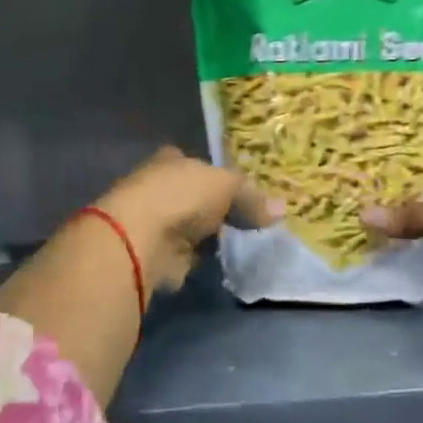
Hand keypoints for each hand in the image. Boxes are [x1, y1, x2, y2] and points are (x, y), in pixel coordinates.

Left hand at [93, 148, 280, 291]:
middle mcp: (158, 187)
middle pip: (192, 196)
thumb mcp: (226, 185)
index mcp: (170, 161)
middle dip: (214, 208)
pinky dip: (200, 259)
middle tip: (248, 219)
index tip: (237, 189)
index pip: (193, 162)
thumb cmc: (182, 197)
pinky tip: (221, 262)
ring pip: (190, 227)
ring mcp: (155, 223)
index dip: (214, 174)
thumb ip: (251, 197)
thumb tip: (281, 209)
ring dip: (208, 236)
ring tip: (242, 242)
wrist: (142, 239)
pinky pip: (187, 255)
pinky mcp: (156, 255)